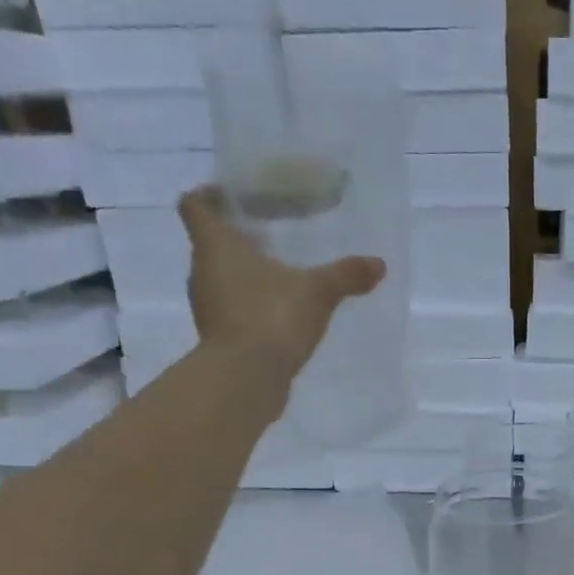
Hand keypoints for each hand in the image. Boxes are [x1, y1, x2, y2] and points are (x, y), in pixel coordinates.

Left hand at [178, 184, 385, 382]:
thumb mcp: (317, 291)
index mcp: (216, 245)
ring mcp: (208, 308)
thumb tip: (379, 264)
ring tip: (279, 278)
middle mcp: (202, 271)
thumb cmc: (272, 316)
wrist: (246, 378)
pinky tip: (278, 316)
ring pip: (220, 279)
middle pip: (210, 243)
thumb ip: (346, 275)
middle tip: (269, 237)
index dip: (208, 196)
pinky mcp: (219, 339)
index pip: (195, 206)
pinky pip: (231, 311)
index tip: (231, 198)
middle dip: (236, 238)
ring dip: (243, 275)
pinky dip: (249, 308)